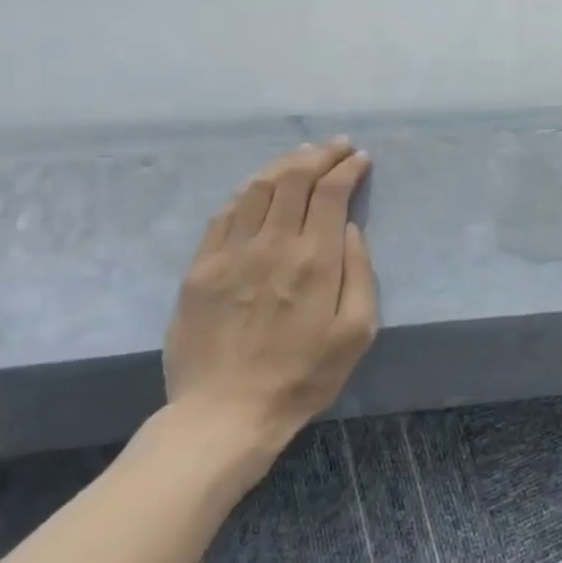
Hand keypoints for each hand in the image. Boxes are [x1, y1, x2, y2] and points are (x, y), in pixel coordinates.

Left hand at [163, 140, 377, 475]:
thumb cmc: (303, 376)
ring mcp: (230, 253)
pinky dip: (247, 191)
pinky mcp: (200, 268)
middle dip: (320, 154)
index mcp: (314, 259)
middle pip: (294, 178)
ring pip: (257, 187)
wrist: (224, 415)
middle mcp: (272, 244)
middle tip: (337, 146)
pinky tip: (259, 188)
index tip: (361, 159)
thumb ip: (360, 272)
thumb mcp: (357, 332)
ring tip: (302, 156)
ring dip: (284, 164)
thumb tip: (350, 229)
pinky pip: (224, 213)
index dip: (348, 167)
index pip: (331, 191)